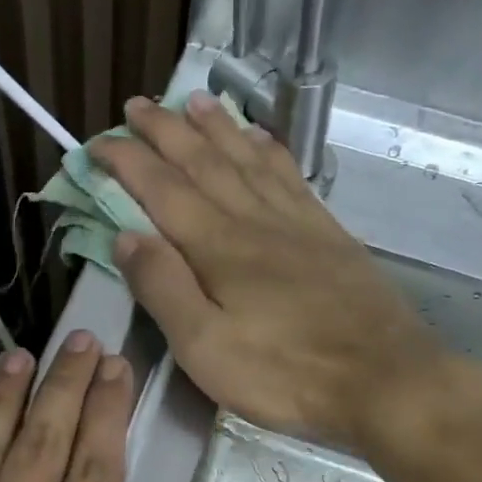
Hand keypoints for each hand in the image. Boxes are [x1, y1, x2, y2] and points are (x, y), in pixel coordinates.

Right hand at [95, 93, 444, 450]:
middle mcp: (254, 220)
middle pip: (203, 162)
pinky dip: (269, 150)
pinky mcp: (328, 234)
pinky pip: (291, 176)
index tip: (98, 142)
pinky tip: (261, 139)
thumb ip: (163, 288)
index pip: (161, 189)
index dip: (127, 161)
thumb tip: (125, 236)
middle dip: (165, 131)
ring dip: (217, 128)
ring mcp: (295, 223)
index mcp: (217, 247)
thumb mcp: (204, 347)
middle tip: (137, 103)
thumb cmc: (284, 372)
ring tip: (194, 101)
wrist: (383, 379)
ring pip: (247, 160)